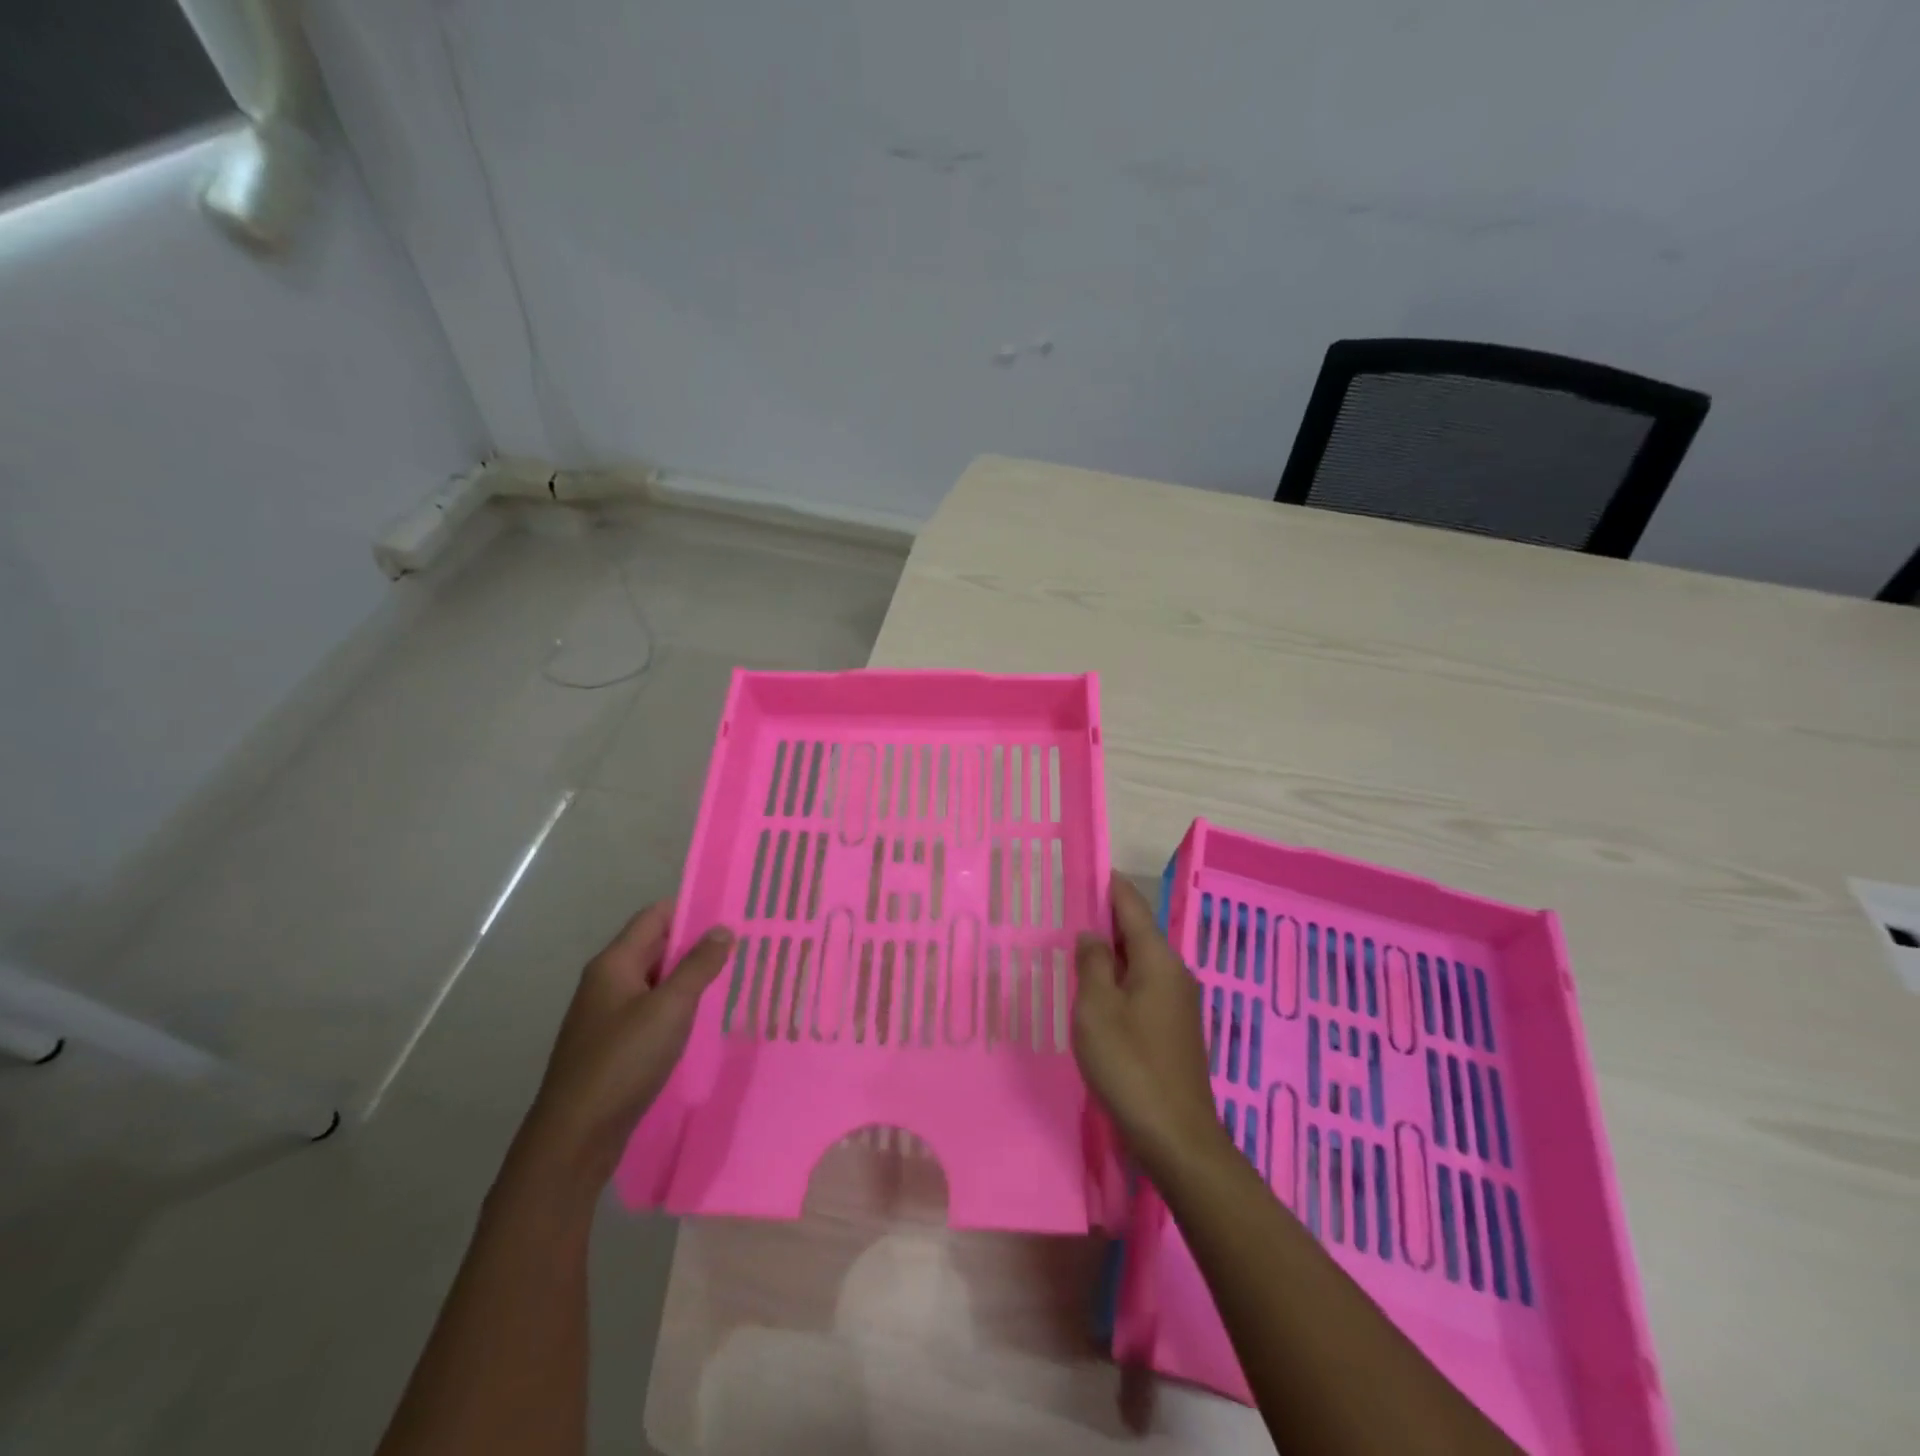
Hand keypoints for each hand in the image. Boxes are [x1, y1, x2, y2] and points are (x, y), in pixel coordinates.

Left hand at [512, 901, 733, 1192]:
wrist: (574, 1137)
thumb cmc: (623, 1061)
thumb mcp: (670, 1007)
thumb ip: (698, 965)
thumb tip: (722, 929)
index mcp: (614, 963)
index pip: (655, 916)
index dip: (691, 909)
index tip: (731, 911)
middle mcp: (607, 981)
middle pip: (655, 946)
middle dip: (695, 943)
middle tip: (741, 944)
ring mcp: (607, 1015)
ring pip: (655, 981)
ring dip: (688, 977)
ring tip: (731, 977)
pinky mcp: (612, 1045)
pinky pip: (650, 1010)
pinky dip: (676, 1007)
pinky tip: (702, 1019)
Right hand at [1073, 874, 1229, 1180]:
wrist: (1176, 1138)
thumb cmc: (1130, 1065)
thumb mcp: (1097, 1009)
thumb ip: (1093, 964)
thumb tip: (1092, 934)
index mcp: (1158, 961)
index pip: (1133, 907)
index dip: (1111, 886)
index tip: (1089, 868)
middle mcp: (1175, 974)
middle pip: (1138, 933)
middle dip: (1107, 920)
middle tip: (1069, 910)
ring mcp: (1178, 1004)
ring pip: (1140, 963)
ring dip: (1111, 954)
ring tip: (1076, 948)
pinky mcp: (1174, 1031)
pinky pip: (1143, 989)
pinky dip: (1120, 981)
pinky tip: (1097, 994)